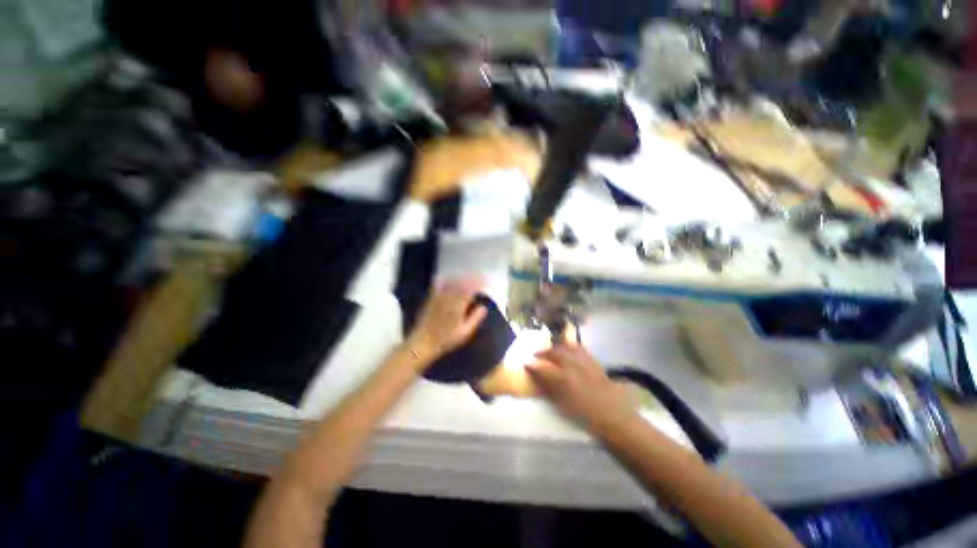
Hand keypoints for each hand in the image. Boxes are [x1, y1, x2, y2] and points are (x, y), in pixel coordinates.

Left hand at [406, 278, 487, 365]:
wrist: (423, 342)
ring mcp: (439, 297)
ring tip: (467, 277)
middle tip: (478, 278)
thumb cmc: (446, 340)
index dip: (478, 284)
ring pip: (451, 282)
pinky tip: (449, 278)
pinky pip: (439, 284)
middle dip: (471, 279)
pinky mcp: (431, 298)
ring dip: (460, 278)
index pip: (470, 290)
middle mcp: (449, 298)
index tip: (485, 281)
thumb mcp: (464, 332)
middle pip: (461, 283)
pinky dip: (446, 280)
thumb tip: (484, 307)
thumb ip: (475, 318)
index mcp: (458, 306)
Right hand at [526, 343, 635, 432]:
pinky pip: (581, 349)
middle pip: (555, 353)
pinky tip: (569, 350)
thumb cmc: (587, 417)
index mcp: (564, 379)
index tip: (525, 363)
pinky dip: (572, 347)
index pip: (542, 368)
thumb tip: (538, 379)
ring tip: (552, 350)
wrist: (615, 418)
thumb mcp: (563, 406)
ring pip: (568, 347)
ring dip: (557, 347)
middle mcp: (573, 366)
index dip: (532, 365)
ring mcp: (585, 362)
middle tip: (536, 354)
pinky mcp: (595, 362)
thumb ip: (549, 390)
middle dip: (543, 352)